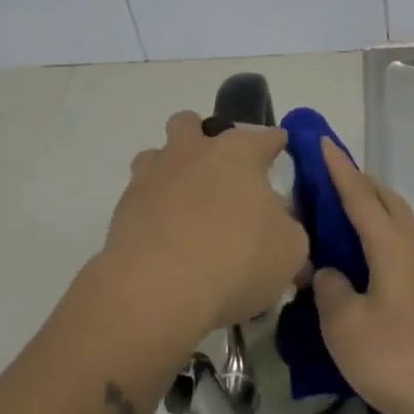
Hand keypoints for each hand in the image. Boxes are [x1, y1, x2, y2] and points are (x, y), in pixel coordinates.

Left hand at [101, 111, 307, 345]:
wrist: (157, 289)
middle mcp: (193, 152)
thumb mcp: (289, 250)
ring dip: (170, 170)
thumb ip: (289, 230)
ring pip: (156, 154)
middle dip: (203, 138)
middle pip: (192, 124)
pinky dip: (152, 209)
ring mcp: (153, 176)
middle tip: (219, 173)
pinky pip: (139, 196)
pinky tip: (164, 236)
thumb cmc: (236, 259)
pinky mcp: (124, 207)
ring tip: (184, 203)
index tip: (279, 149)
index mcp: (238, 153)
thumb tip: (282, 224)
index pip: (265, 136)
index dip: (275, 142)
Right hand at [312, 138, 413, 413]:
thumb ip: (330, 290)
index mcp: (391, 245)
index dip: (338, 168)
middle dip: (360, 183)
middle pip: (387, 200)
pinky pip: (408, 246)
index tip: (322, 141)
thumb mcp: (346, 328)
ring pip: (401, 223)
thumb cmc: (400, 359)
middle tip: (331, 177)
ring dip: (376, 209)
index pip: (359, 195)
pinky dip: (386, 237)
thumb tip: (329, 272)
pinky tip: (373, 262)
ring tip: (348, 216)